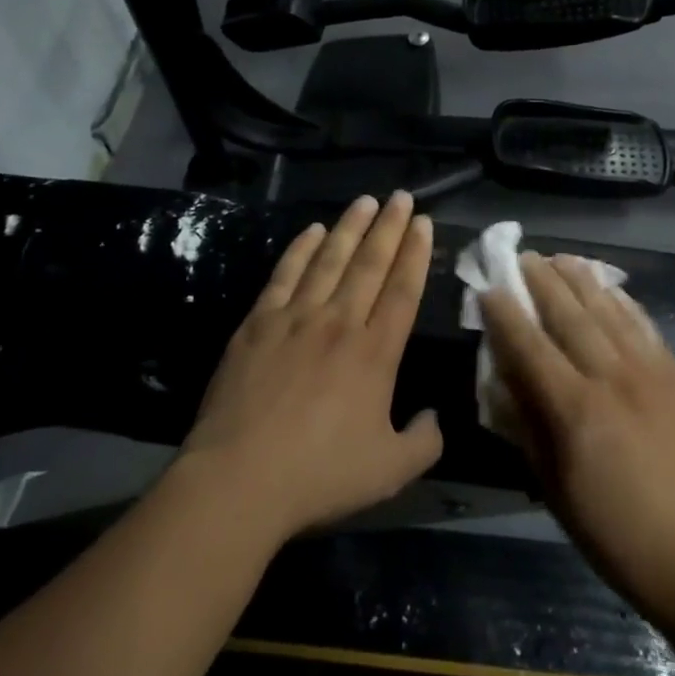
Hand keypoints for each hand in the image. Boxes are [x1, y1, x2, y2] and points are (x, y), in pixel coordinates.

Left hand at [181, 192, 442, 545]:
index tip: (422, 221)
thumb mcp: (390, 471)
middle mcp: (340, 322)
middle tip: (401, 195)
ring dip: (349, 228)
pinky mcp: (258, 324)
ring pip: (329, 260)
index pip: (403, 289)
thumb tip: (434, 417)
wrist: (239, 480)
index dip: (415, 252)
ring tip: (365, 201)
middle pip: (370, 264)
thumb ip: (423, 441)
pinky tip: (312, 231)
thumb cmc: (320, 475)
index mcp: (376, 352)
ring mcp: (296, 318)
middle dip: (389, 227)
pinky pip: (284, 275)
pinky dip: (300, 249)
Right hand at [482, 253, 674, 616]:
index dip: (505, 315)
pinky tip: (610, 289)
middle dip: (542, 282)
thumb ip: (526, 428)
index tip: (489, 289)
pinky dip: (623, 302)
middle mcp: (610, 376)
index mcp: (574, 409)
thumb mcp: (555, 488)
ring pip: (608, 310)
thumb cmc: (616, 533)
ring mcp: (649, 371)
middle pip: (569, 315)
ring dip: (581, 280)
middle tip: (523, 257)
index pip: (529, 346)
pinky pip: (645, 326)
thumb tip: (500, 384)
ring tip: (561, 258)